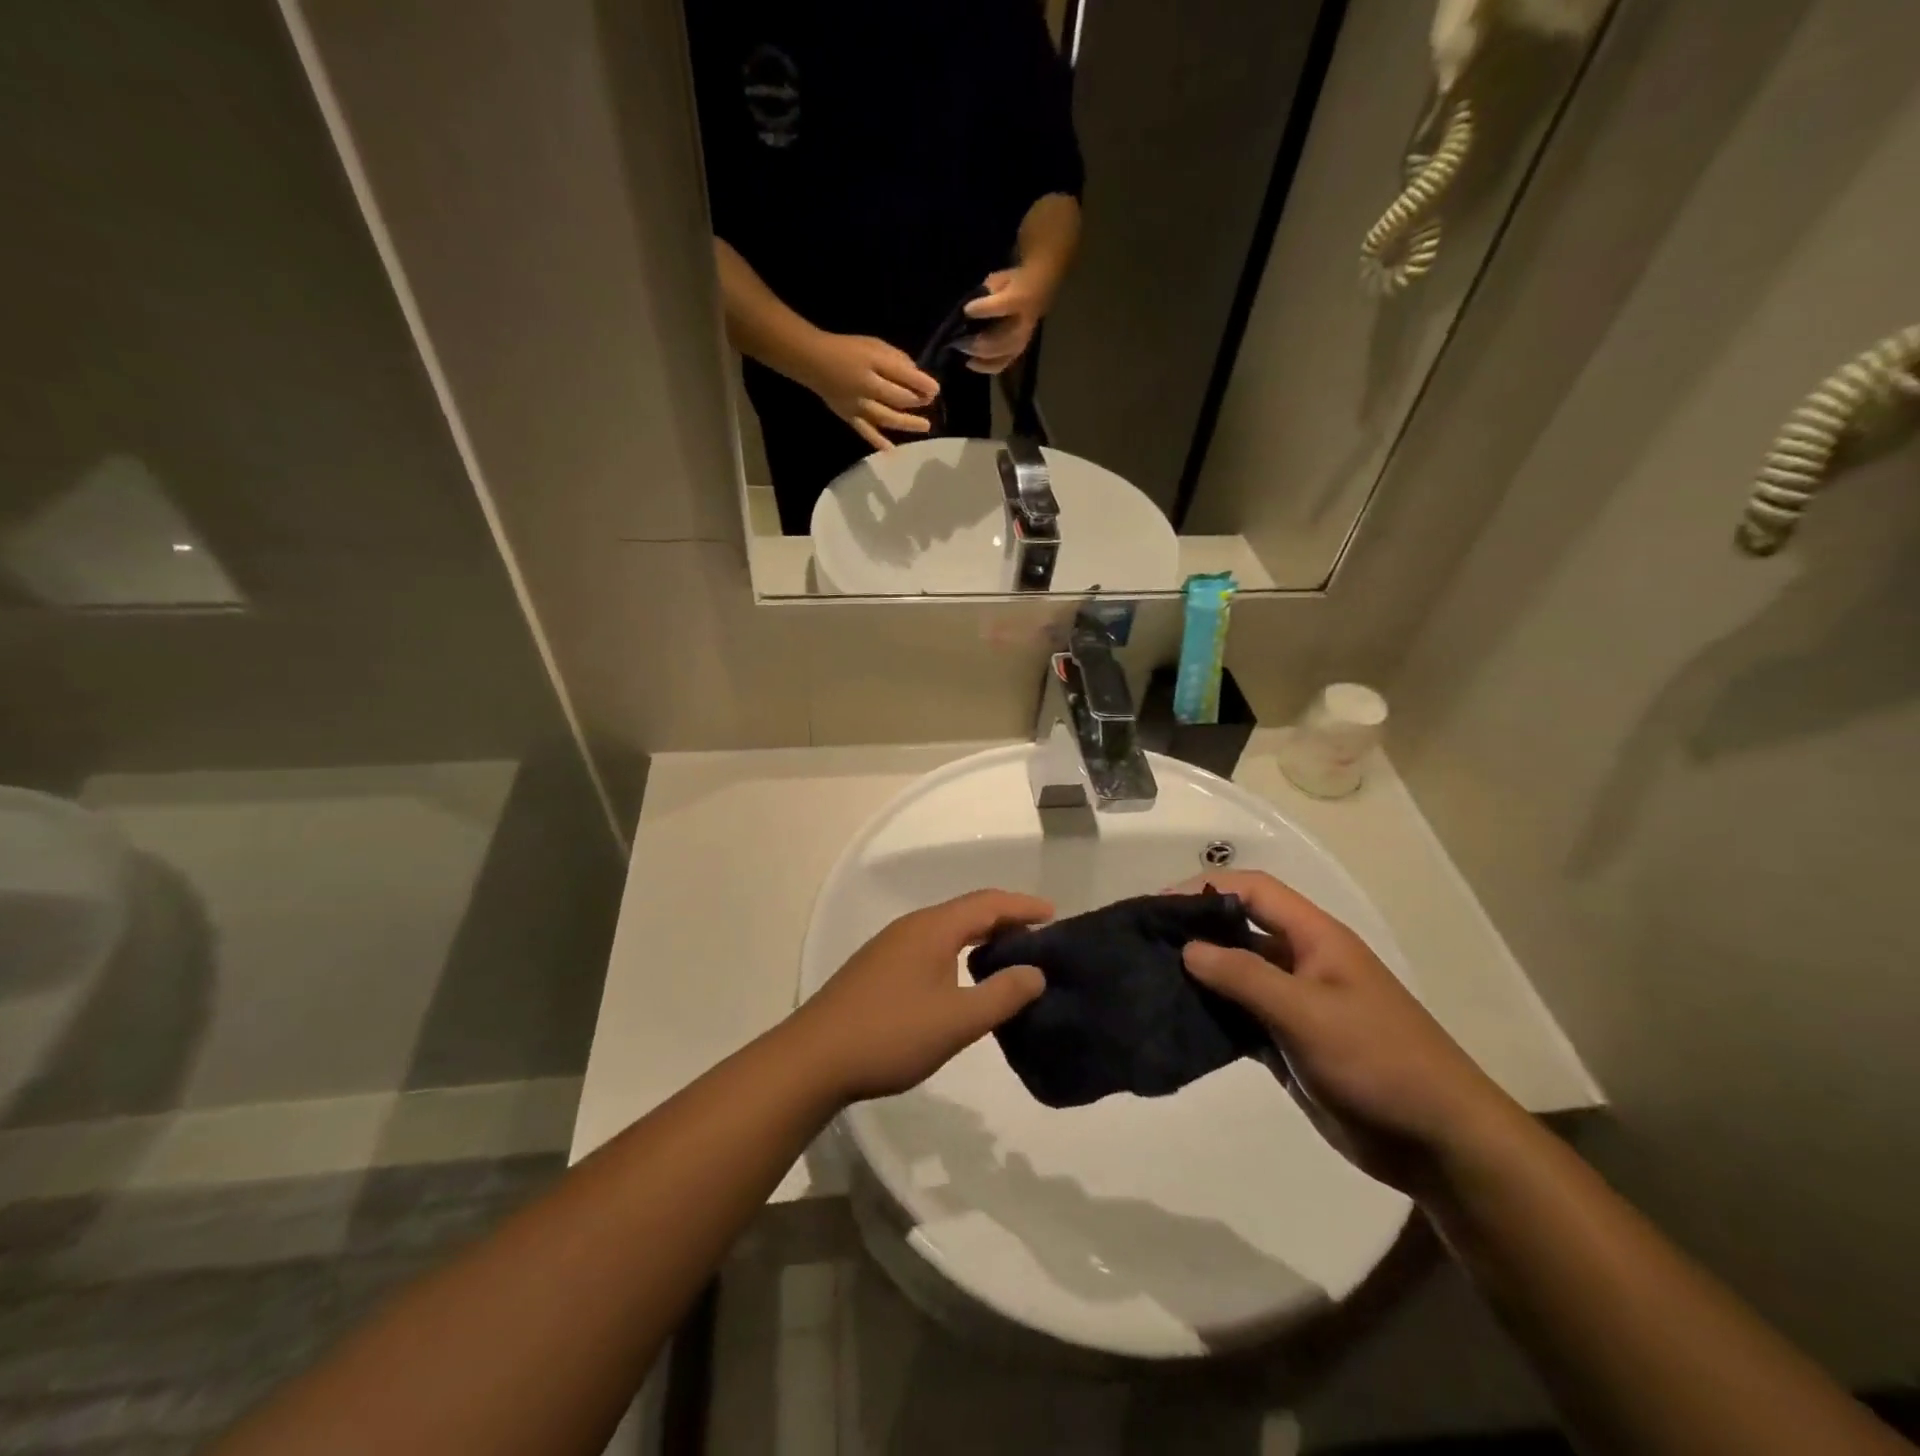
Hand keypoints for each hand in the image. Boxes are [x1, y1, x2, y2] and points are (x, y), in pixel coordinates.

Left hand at [788, 889, 1051, 1103]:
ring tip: (1008, 958)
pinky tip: (963, 979)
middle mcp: (912, 927)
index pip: (988, 903)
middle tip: (1039, 938)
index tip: (1055, 915)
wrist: (814, 1058)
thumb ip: (1002, 995)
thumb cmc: (891, 1034)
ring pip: (947, 929)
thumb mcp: (957, 1020)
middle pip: (967, 911)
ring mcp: (890, 946)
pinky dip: (958, 951)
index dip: (1023, 906)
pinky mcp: (878, 968)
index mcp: (933, 928)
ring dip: (980, 937)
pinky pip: (931, 946)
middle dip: (1005, 919)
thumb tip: (1035, 972)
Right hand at [799, 332, 940, 451]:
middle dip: (916, 401)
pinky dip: (877, 441)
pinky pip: (865, 431)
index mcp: (872, 363)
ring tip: (925, 426)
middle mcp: (866, 386)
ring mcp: (857, 405)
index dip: (921, 383)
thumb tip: (916, 374)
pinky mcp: (849, 417)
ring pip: (886, 416)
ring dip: (907, 423)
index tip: (936, 389)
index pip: (902, 374)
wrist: (813, 360)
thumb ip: (895, 359)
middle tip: (929, 402)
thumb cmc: (847, 350)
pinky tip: (891, 450)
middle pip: (897, 397)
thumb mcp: (873, 345)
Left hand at [961, 264, 1058, 374]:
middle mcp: (1022, 326)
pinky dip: (984, 366)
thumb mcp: (998, 280)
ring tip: (963, 351)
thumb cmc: (1012, 284)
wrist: (1035, 293)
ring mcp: (1021, 342)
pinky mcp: (1017, 353)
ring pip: (998, 356)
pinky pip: (999, 365)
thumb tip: (968, 311)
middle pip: (998, 341)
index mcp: (1020, 300)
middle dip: (975, 343)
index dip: (982, 309)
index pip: (1000, 307)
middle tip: (957, 341)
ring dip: (978, 356)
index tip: (966, 310)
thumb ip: (985, 293)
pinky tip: (971, 362)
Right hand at [1175, 871, 1520, 1191]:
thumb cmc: (1378, 1060)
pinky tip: (1180, 1022)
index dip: (1205, 888)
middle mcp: (1302, 962)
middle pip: (1240, 928)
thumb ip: (1244, 977)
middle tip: (1144, 943)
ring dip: (1200, 976)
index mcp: (1315, 938)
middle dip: (1195, 930)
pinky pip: (1242, 1016)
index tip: (1159, 907)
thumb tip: (1187, 948)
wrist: (1437, 1143)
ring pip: (1237, 975)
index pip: (1253, 890)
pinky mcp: (1289, 1043)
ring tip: (1150, 981)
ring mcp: (1296, 1004)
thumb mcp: (1307, 1012)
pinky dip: (1213, 1015)